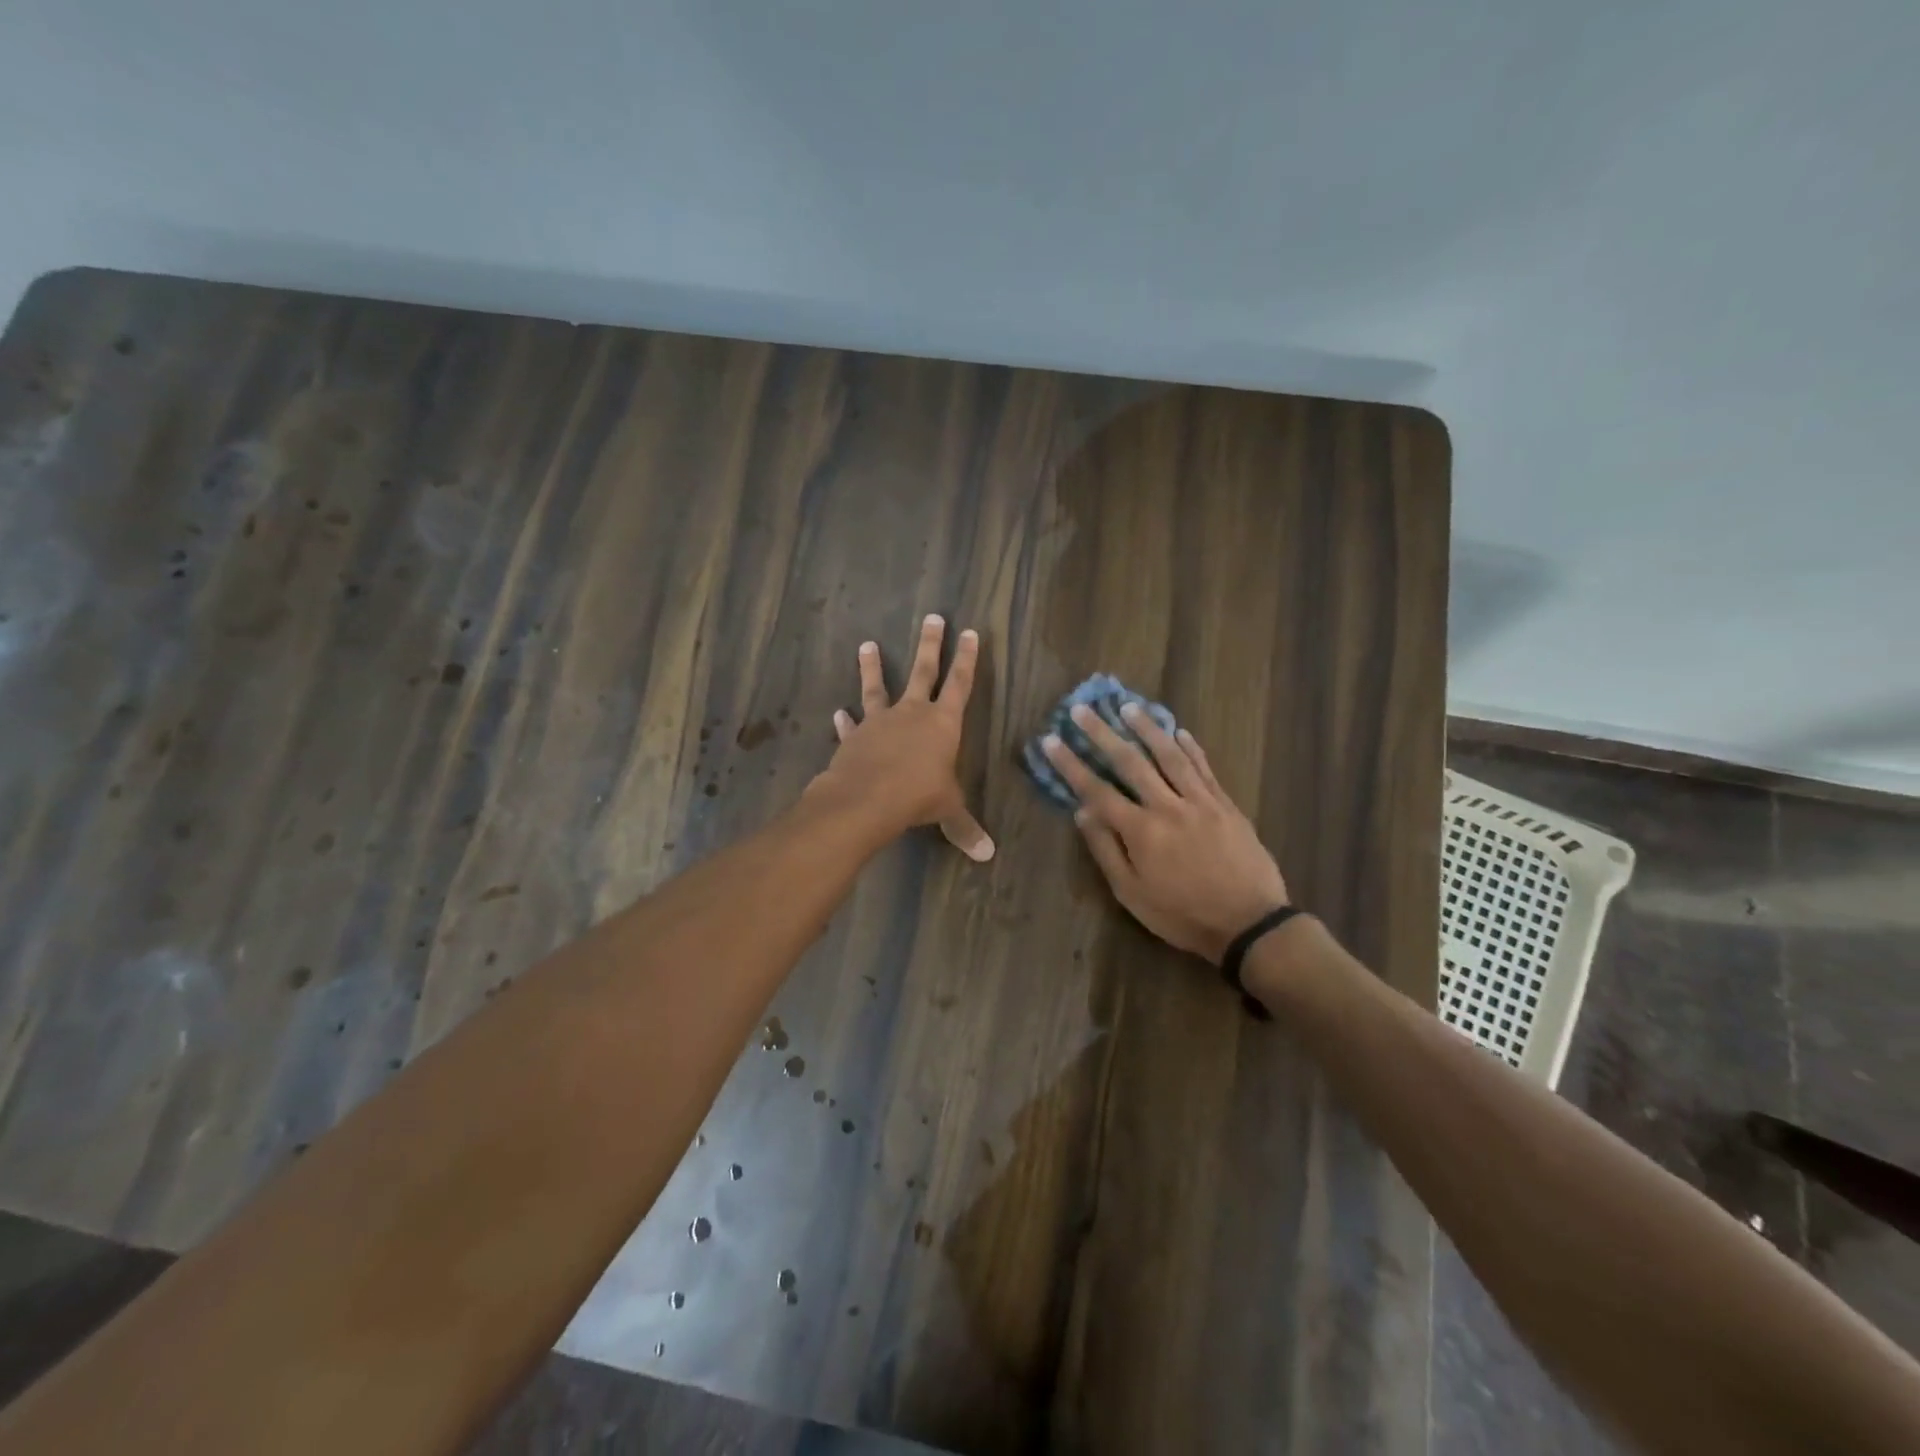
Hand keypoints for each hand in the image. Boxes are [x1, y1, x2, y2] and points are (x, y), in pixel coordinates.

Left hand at [808, 615, 993, 860]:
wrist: (866, 798)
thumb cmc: (917, 796)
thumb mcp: (947, 810)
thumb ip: (964, 828)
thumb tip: (987, 855)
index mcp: (943, 723)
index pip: (961, 684)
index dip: (967, 659)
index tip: (970, 632)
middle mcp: (912, 713)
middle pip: (924, 671)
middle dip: (931, 645)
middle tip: (932, 617)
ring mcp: (880, 721)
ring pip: (878, 687)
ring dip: (874, 667)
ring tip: (867, 644)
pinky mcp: (854, 737)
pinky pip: (851, 725)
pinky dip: (845, 720)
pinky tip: (838, 713)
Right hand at [1041, 705, 1287, 961]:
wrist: (1249, 923)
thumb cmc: (1182, 915)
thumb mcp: (1132, 894)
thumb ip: (1106, 850)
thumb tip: (1082, 812)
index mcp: (1141, 831)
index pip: (1097, 790)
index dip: (1071, 764)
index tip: (1051, 740)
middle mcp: (1168, 806)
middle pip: (1130, 762)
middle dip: (1102, 733)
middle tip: (1082, 708)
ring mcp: (1200, 801)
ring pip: (1169, 755)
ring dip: (1146, 728)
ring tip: (1127, 706)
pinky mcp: (1226, 804)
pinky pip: (1204, 768)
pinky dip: (1190, 747)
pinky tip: (1179, 731)